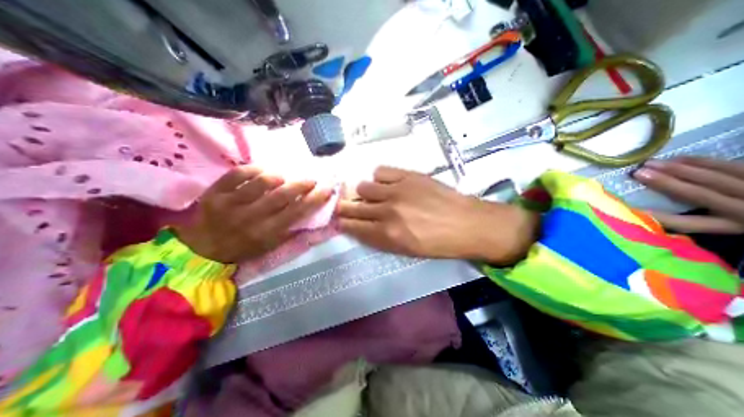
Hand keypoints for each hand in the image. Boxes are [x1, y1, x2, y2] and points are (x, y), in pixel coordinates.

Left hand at [175, 165, 330, 259]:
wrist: (203, 249)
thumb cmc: (244, 248)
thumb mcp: (271, 245)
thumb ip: (290, 228)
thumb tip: (309, 210)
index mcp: (266, 232)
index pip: (297, 212)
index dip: (315, 199)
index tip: (327, 188)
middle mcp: (250, 218)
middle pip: (282, 195)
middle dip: (301, 185)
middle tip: (310, 179)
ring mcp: (230, 204)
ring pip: (261, 182)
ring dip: (278, 177)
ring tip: (283, 178)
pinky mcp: (214, 193)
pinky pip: (237, 174)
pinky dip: (253, 170)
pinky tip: (261, 172)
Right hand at [334, 166, 538, 263]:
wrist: (467, 223)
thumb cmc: (438, 243)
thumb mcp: (406, 250)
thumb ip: (380, 238)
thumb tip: (362, 225)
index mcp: (387, 235)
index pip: (353, 226)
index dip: (343, 223)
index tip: (339, 220)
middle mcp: (387, 212)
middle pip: (353, 206)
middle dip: (344, 207)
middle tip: (343, 206)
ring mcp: (396, 190)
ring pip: (363, 187)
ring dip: (365, 193)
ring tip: (375, 195)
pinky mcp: (407, 175)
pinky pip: (380, 171)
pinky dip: (380, 178)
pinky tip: (388, 184)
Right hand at [634, 156, 743, 233]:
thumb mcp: (734, 227)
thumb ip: (702, 223)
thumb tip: (653, 216)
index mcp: (735, 225)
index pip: (688, 223)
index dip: (658, 216)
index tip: (630, 208)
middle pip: (697, 194)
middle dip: (665, 183)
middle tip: (637, 172)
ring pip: (712, 177)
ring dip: (677, 168)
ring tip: (650, 162)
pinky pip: (729, 165)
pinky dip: (701, 161)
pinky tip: (679, 158)